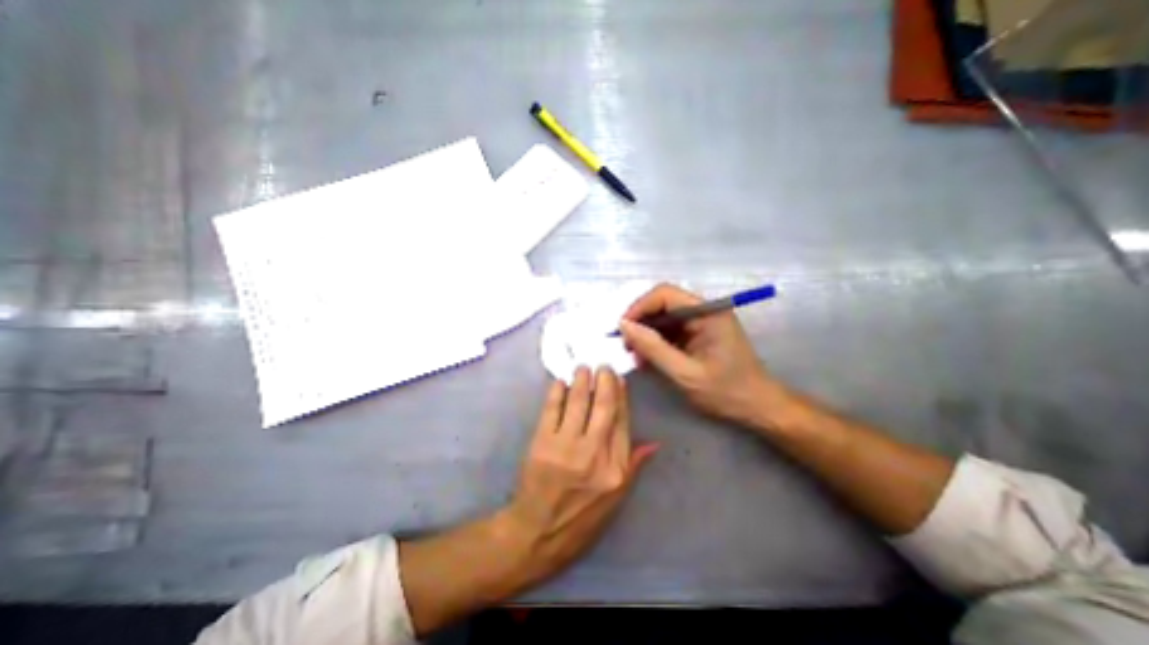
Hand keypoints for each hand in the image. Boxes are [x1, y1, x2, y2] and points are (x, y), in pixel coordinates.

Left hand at [507, 369, 658, 583]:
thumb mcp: (616, 500)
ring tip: (583, 367)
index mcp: (615, 469)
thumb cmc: (581, 519)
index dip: (620, 395)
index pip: (622, 421)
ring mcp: (565, 447)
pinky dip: (557, 392)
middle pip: (602, 406)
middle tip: (602, 365)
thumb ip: (633, 465)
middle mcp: (593, 453)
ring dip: (581, 380)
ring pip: (577, 403)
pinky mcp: (542, 443)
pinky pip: (552, 410)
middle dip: (603, 380)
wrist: (537, 533)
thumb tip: (654, 443)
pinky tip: (560, 382)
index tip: (619, 378)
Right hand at [619, 283, 781, 427]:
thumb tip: (623, 326)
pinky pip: (670, 330)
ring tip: (637, 357)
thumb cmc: (726, 391)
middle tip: (627, 346)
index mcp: (707, 312)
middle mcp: (704, 310)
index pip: (664, 294)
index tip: (623, 330)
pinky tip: (648, 359)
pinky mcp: (698, 333)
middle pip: (662, 304)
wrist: (758, 407)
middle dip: (641, 322)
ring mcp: (701, 321)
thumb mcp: (685, 373)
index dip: (639, 307)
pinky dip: (656, 342)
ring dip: (646, 334)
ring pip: (663, 317)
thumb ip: (653, 348)